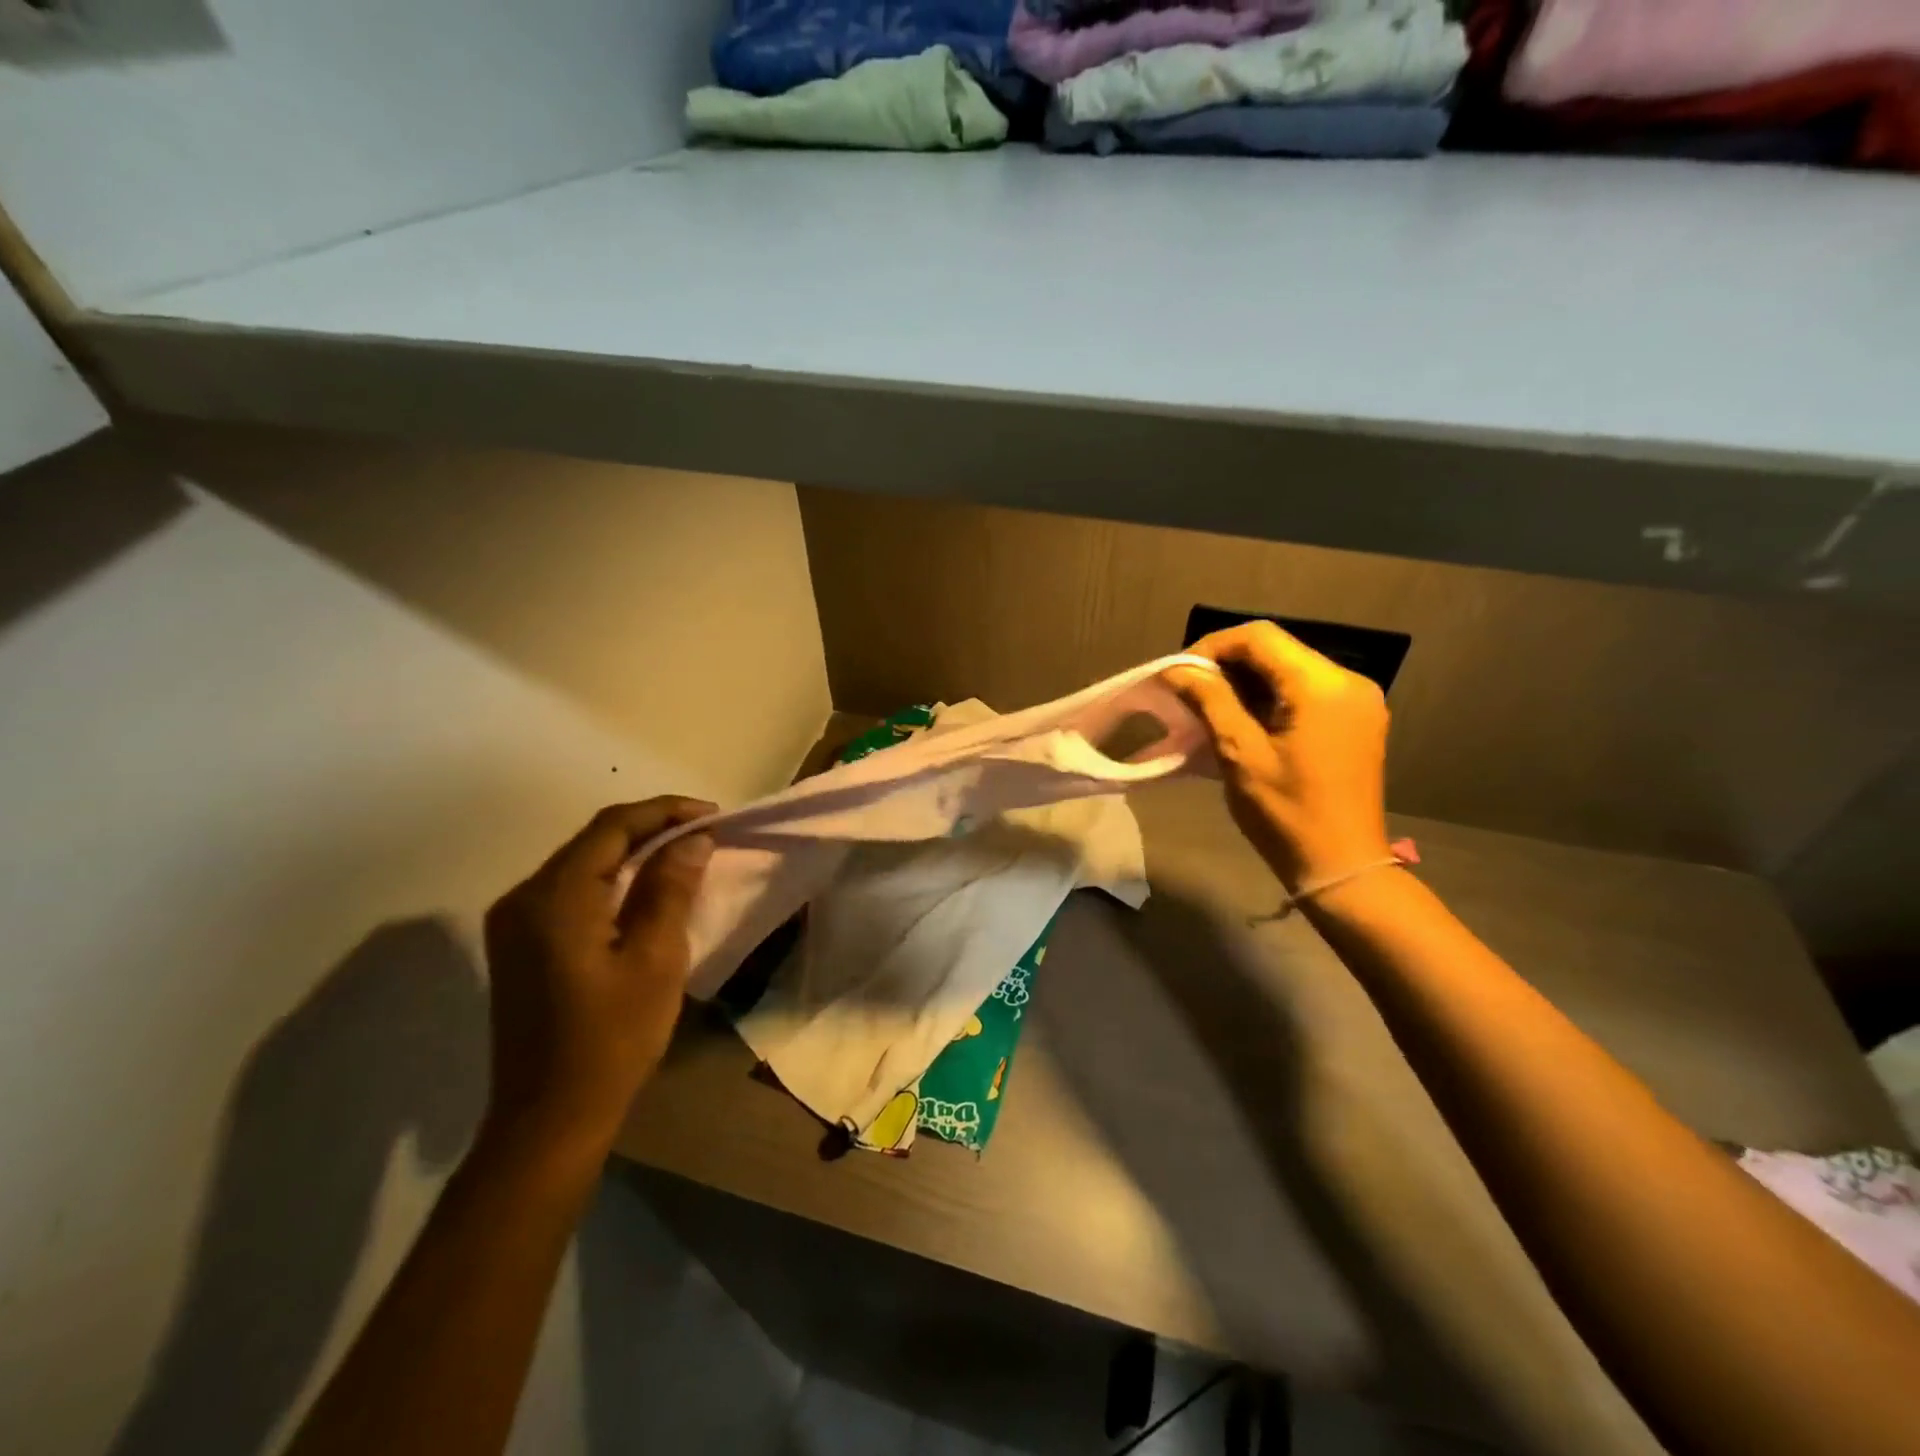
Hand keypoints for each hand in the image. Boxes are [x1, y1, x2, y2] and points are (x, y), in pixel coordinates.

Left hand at [481, 797, 715, 1154]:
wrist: (549, 1117)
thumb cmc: (611, 1038)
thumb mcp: (656, 959)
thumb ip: (671, 889)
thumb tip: (692, 839)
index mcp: (555, 896)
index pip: (613, 826)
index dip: (665, 811)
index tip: (712, 815)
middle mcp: (524, 897)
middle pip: (593, 839)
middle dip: (651, 827)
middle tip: (704, 832)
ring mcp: (515, 922)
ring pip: (582, 862)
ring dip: (633, 850)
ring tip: (683, 853)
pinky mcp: (519, 944)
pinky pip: (571, 889)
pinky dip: (613, 877)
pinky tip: (644, 888)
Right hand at [1167, 622, 1391, 891]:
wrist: (1341, 866)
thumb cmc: (1287, 813)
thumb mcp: (1240, 754)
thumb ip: (1209, 701)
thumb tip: (1175, 670)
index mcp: (1323, 686)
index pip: (1259, 637)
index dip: (1211, 647)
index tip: (1178, 675)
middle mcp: (1348, 681)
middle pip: (1276, 650)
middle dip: (1226, 665)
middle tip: (1188, 692)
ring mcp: (1356, 700)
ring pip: (1288, 669)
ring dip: (1245, 681)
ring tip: (1208, 706)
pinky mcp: (1355, 720)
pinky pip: (1304, 691)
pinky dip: (1268, 697)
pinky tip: (1241, 720)